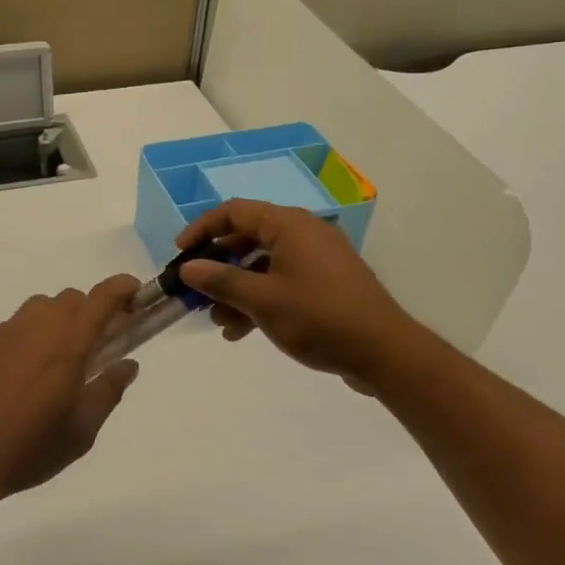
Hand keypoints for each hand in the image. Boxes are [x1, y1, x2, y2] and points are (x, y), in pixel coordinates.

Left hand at [0, 275, 142, 501]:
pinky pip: (11, 330)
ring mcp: (2, 333)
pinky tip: (17, 379)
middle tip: (94, 347)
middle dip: (89, 313)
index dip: (123, 288)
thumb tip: (128, 364)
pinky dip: (25, 341)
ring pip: (38, 309)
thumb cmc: (28, 448)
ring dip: (56, 323)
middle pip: (70, 299)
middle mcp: (36, 326)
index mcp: (68, 342)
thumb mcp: (81, 432)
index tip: (136, 294)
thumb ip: (108, 391)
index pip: (102, 297)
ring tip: (54, 363)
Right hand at [177, 200, 417, 393]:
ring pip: (264, 265)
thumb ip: (221, 281)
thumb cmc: (319, 317)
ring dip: (237, 290)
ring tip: (217, 321)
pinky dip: (260, 300)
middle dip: (218, 267)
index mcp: (289, 225)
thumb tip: (188, 268)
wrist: (384, 352)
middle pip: (248, 239)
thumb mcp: (262, 300)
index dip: (203, 229)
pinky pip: (282, 282)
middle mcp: (304, 233)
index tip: (180, 253)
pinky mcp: (326, 284)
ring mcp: (317, 259)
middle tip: (196, 291)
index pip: (235, 212)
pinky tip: (241, 332)